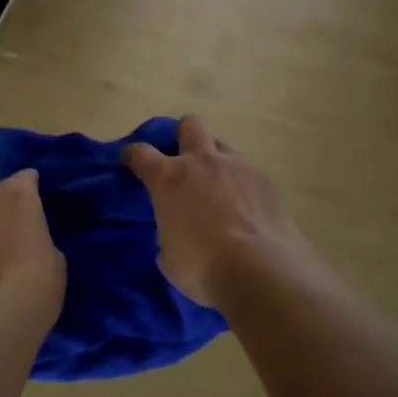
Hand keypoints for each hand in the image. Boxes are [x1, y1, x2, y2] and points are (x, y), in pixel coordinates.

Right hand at [123, 115, 310, 309]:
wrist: (260, 271)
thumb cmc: (202, 267)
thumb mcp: (169, 256)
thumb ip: (168, 234)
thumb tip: (176, 234)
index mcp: (170, 178)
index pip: (141, 153)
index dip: (132, 155)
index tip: (130, 161)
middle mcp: (203, 162)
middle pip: (190, 125)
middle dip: (183, 134)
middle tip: (183, 158)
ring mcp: (238, 167)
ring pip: (223, 146)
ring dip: (216, 161)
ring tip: (219, 187)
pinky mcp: (266, 181)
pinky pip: (249, 173)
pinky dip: (242, 186)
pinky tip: (246, 209)